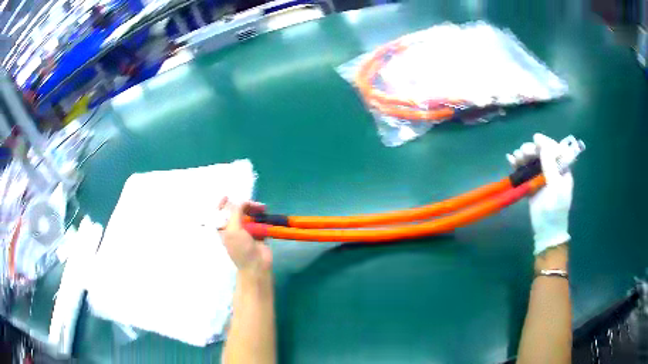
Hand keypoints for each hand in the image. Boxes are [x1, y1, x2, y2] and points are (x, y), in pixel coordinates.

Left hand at [219, 197, 272, 273]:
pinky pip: (258, 221)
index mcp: (223, 229)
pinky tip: (265, 213)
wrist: (256, 264)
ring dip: (254, 209)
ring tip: (262, 208)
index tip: (228, 196)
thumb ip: (235, 212)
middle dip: (243, 205)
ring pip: (248, 215)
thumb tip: (242, 201)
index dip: (222, 204)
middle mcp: (233, 228)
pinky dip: (261, 216)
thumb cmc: (241, 248)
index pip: (219, 213)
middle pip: (236, 211)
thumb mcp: (233, 229)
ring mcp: (246, 230)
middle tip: (253, 204)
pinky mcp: (257, 233)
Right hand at [507, 133, 572, 254]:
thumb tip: (541, 142)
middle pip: (541, 153)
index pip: (555, 149)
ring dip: (523, 156)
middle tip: (523, 152)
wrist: (546, 232)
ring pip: (532, 161)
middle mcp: (552, 171)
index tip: (535, 139)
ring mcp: (541, 178)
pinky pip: (524, 171)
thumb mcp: (556, 186)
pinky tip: (510, 160)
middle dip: (532, 150)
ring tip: (516, 158)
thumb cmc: (555, 210)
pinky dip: (517, 165)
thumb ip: (550, 165)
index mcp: (562, 169)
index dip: (545, 142)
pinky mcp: (531, 185)